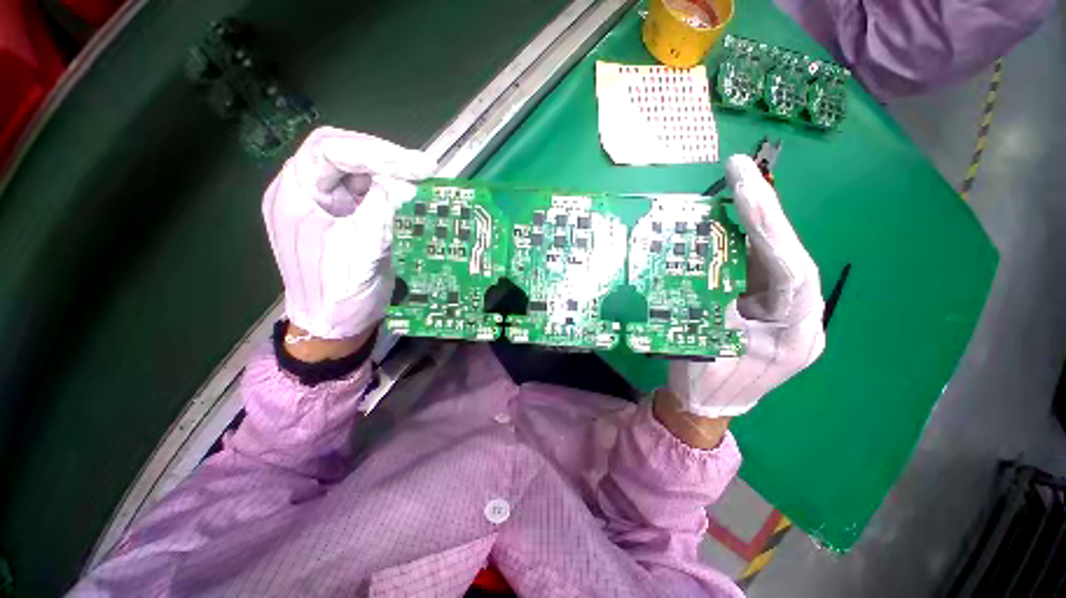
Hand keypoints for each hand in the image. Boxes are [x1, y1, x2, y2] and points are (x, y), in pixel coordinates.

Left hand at [262, 127, 435, 339]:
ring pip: (357, 171)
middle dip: (384, 157)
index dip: (373, 151)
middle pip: (343, 154)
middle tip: (424, 168)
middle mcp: (307, 192)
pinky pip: (368, 192)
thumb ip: (379, 212)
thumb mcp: (360, 252)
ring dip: (390, 171)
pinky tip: (410, 193)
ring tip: (422, 178)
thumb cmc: (337, 294)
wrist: (334, 325)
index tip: (415, 165)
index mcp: (295, 195)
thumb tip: (404, 184)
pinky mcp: (346, 217)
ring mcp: (327, 204)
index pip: (329, 151)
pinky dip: (391, 189)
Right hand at [667, 155, 825, 417]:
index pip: (791, 269)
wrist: (706, 406)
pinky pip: (759, 268)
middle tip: (742, 171)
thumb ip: (715, 303)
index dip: (769, 227)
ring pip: (775, 258)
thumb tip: (707, 263)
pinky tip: (730, 221)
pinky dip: (745, 243)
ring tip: (738, 186)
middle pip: (788, 255)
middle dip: (765, 212)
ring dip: (756, 222)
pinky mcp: (766, 307)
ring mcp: (784, 311)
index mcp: (796, 332)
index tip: (746, 188)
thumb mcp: (707, 345)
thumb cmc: (707, 383)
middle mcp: (801, 316)